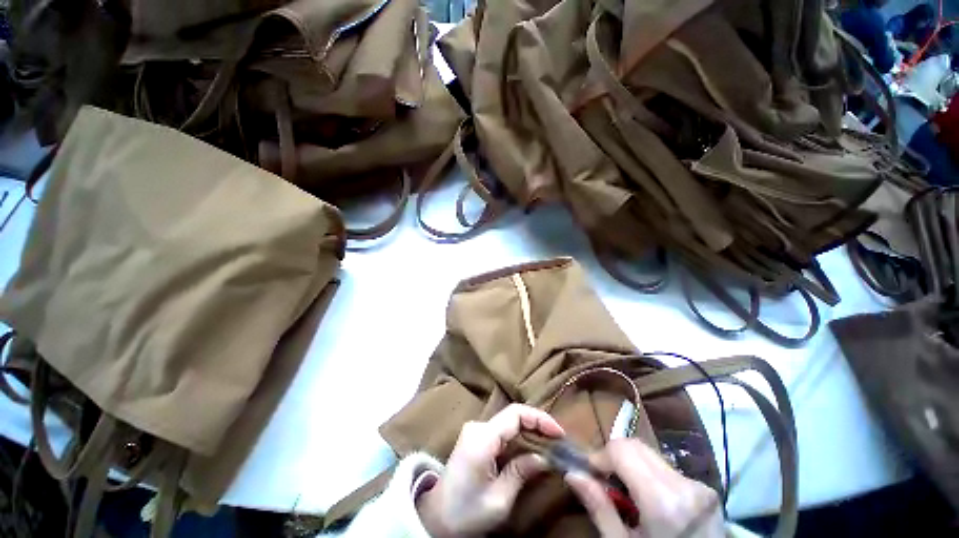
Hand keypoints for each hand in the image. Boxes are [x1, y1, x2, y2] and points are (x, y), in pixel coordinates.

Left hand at [417, 404, 564, 536]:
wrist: (436, 517)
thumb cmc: (466, 512)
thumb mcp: (498, 500)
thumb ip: (521, 472)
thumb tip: (544, 457)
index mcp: (482, 438)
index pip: (515, 414)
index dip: (539, 418)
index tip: (559, 433)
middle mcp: (478, 427)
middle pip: (512, 415)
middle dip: (537, 424)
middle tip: (558, 440)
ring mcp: (475, 430)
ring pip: (508, 421)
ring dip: (529, 429)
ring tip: (549, 443)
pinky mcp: (475, 437)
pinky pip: (502, 430)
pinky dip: (519, 436)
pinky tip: (531, 446)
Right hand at [565, 439, 723, 537]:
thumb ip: (600, 509)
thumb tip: (572, 474)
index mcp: (663, 502)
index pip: (621, 450)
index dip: (600, 456)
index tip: (590, 473)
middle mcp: (685, 485)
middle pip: (636, 446)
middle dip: (614, 456)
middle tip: (605, 480)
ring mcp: (699, 486)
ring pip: (650, 454)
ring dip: (631, 464)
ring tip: (626, 491)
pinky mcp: (707, 490)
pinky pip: (666, 467)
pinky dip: (649, 474)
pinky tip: (648, 499)